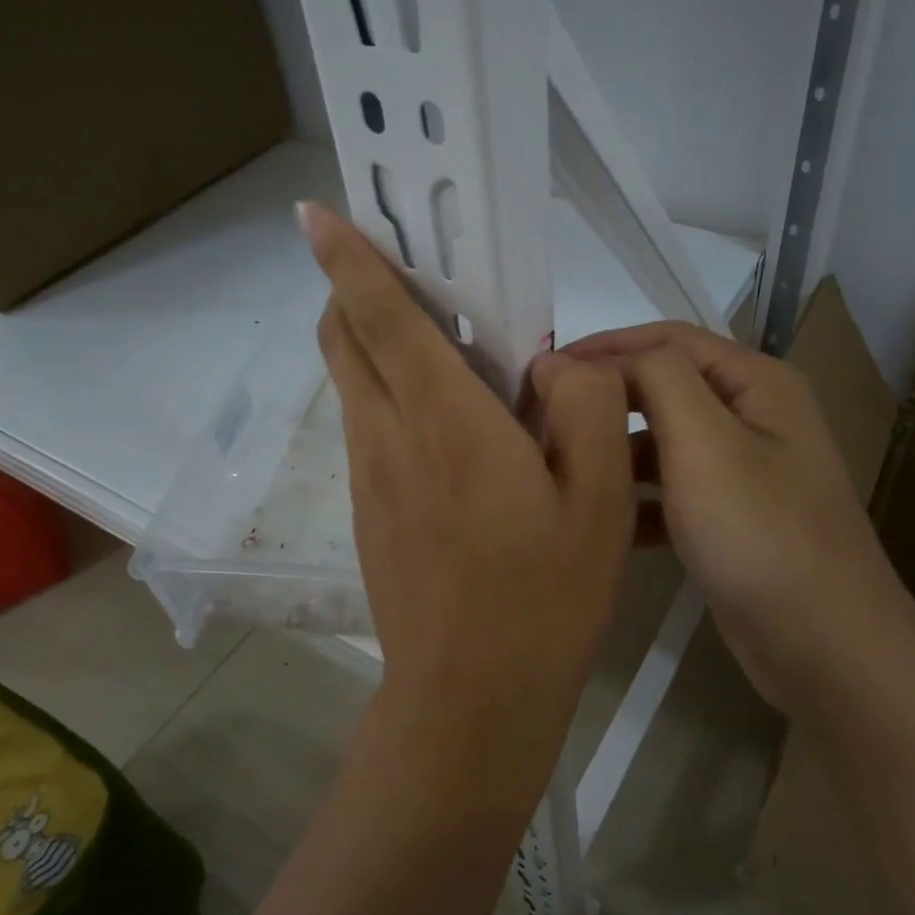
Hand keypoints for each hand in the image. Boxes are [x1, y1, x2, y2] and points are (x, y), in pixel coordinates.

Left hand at [301, 203, 634, 790]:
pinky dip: (393, 397)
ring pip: (355, 383)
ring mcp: (368, 478)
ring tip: (452, 350)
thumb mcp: (599, 500)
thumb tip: (553, 364)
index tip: (315, 213)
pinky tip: (456, 430)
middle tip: (413, 276)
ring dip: (379, 344)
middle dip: (356, 292)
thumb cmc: (543, 598)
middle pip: (344, 340)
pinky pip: (372, 428)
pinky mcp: (367, 512)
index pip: (378, 316)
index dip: (347, 257)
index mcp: (445, 421)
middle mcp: (388, 436)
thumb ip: (586, 408)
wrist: (469, 701)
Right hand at [564, 320, 895, 709]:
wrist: (826, 646)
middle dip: (607, 399)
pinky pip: (672, 492)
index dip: (605, 346)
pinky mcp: (730, 520)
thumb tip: (592, 357)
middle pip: (665, 388)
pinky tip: (600, 520)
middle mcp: (753, 417)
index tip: (544, 370)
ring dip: (617, 450)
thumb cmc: (761, 533)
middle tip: (543, 418)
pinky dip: (637, 499)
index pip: (668, 340)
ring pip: (664, 443)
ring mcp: (743, 472)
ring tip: (561, 467)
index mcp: (755, 383)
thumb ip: (654, 380)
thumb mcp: (705, 442)